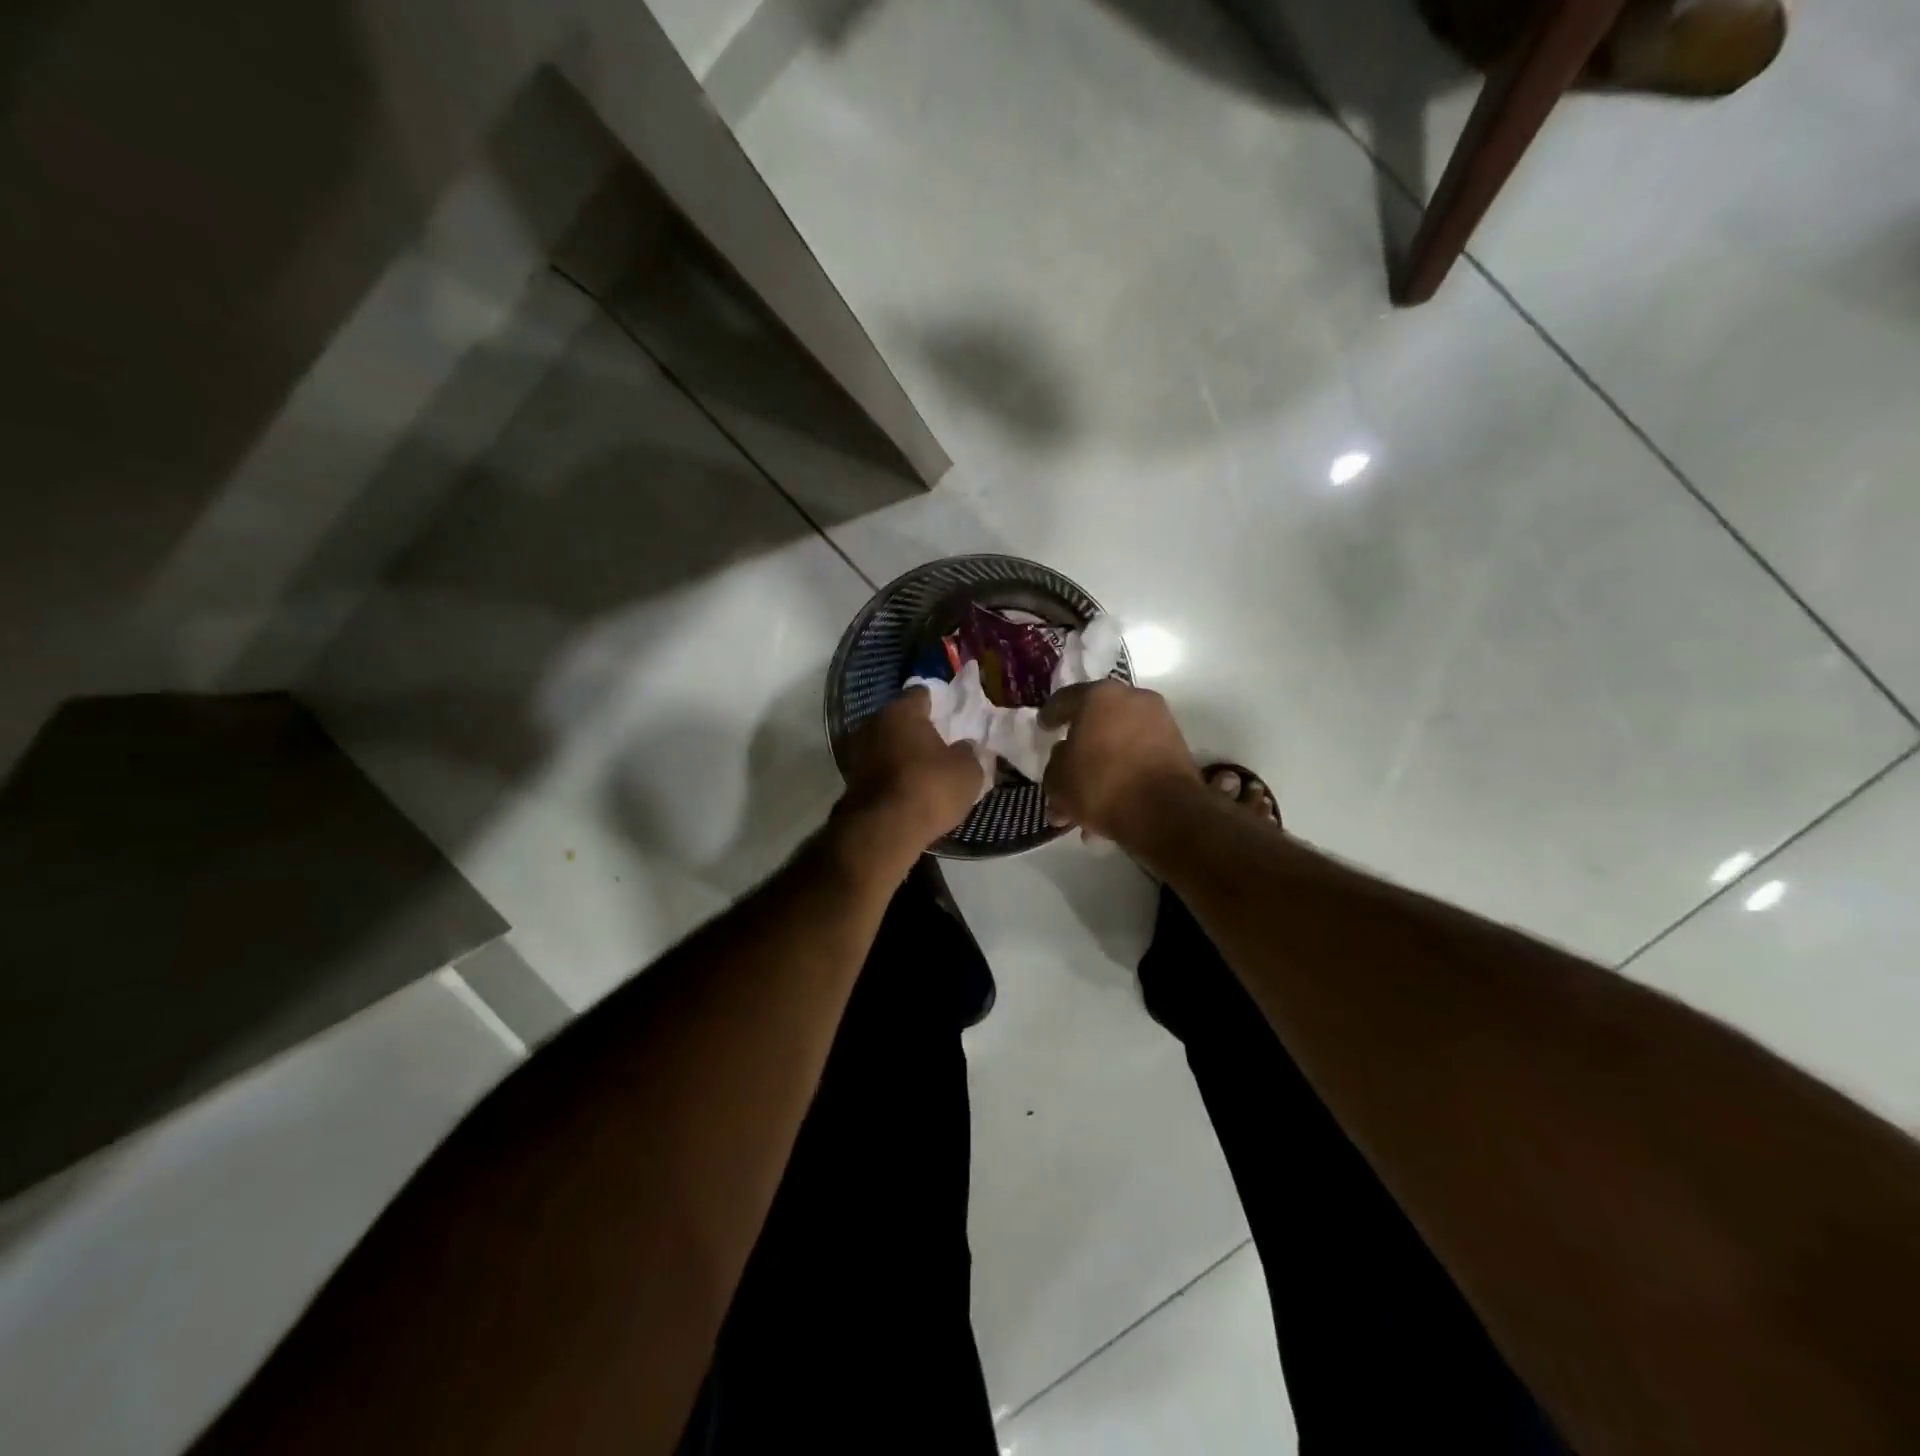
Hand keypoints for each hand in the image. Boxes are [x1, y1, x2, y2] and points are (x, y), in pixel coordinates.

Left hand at [838, 688, 987, 872]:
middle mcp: (874, 723)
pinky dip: (893, 776)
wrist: (883, 830)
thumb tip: (964, 747)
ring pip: (887, 745)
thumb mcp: (967, 771)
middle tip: (942, 744)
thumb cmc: (930, 787)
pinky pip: (880, 770)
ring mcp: (858, 752)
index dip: (939, 703)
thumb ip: (968, 752)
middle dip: (919, 730)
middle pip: (901, 720)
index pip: (922, 694)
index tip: (953, 716)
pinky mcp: (852, 781)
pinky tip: (909, 789)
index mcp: (902, 710)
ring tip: (927, 770)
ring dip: (903, 754)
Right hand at [1040, 681, 1199, 844]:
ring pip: (1120, 743)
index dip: (1050, 715)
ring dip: (1103, 766)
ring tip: (1087, 800)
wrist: (1164, 813)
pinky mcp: (1177, 749)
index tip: (1043, 727)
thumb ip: (1055, 764)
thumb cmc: (1101, 785)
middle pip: (1097, 720)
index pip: (1065, 699)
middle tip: (1066, 764)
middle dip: (1081, 744)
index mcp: (1099, 696)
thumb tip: (1066, 757)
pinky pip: (1139, 758)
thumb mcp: (1058, 780)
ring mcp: (1160, 723)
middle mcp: (1133, 699)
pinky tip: (1110, 805)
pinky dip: (1124, 775)